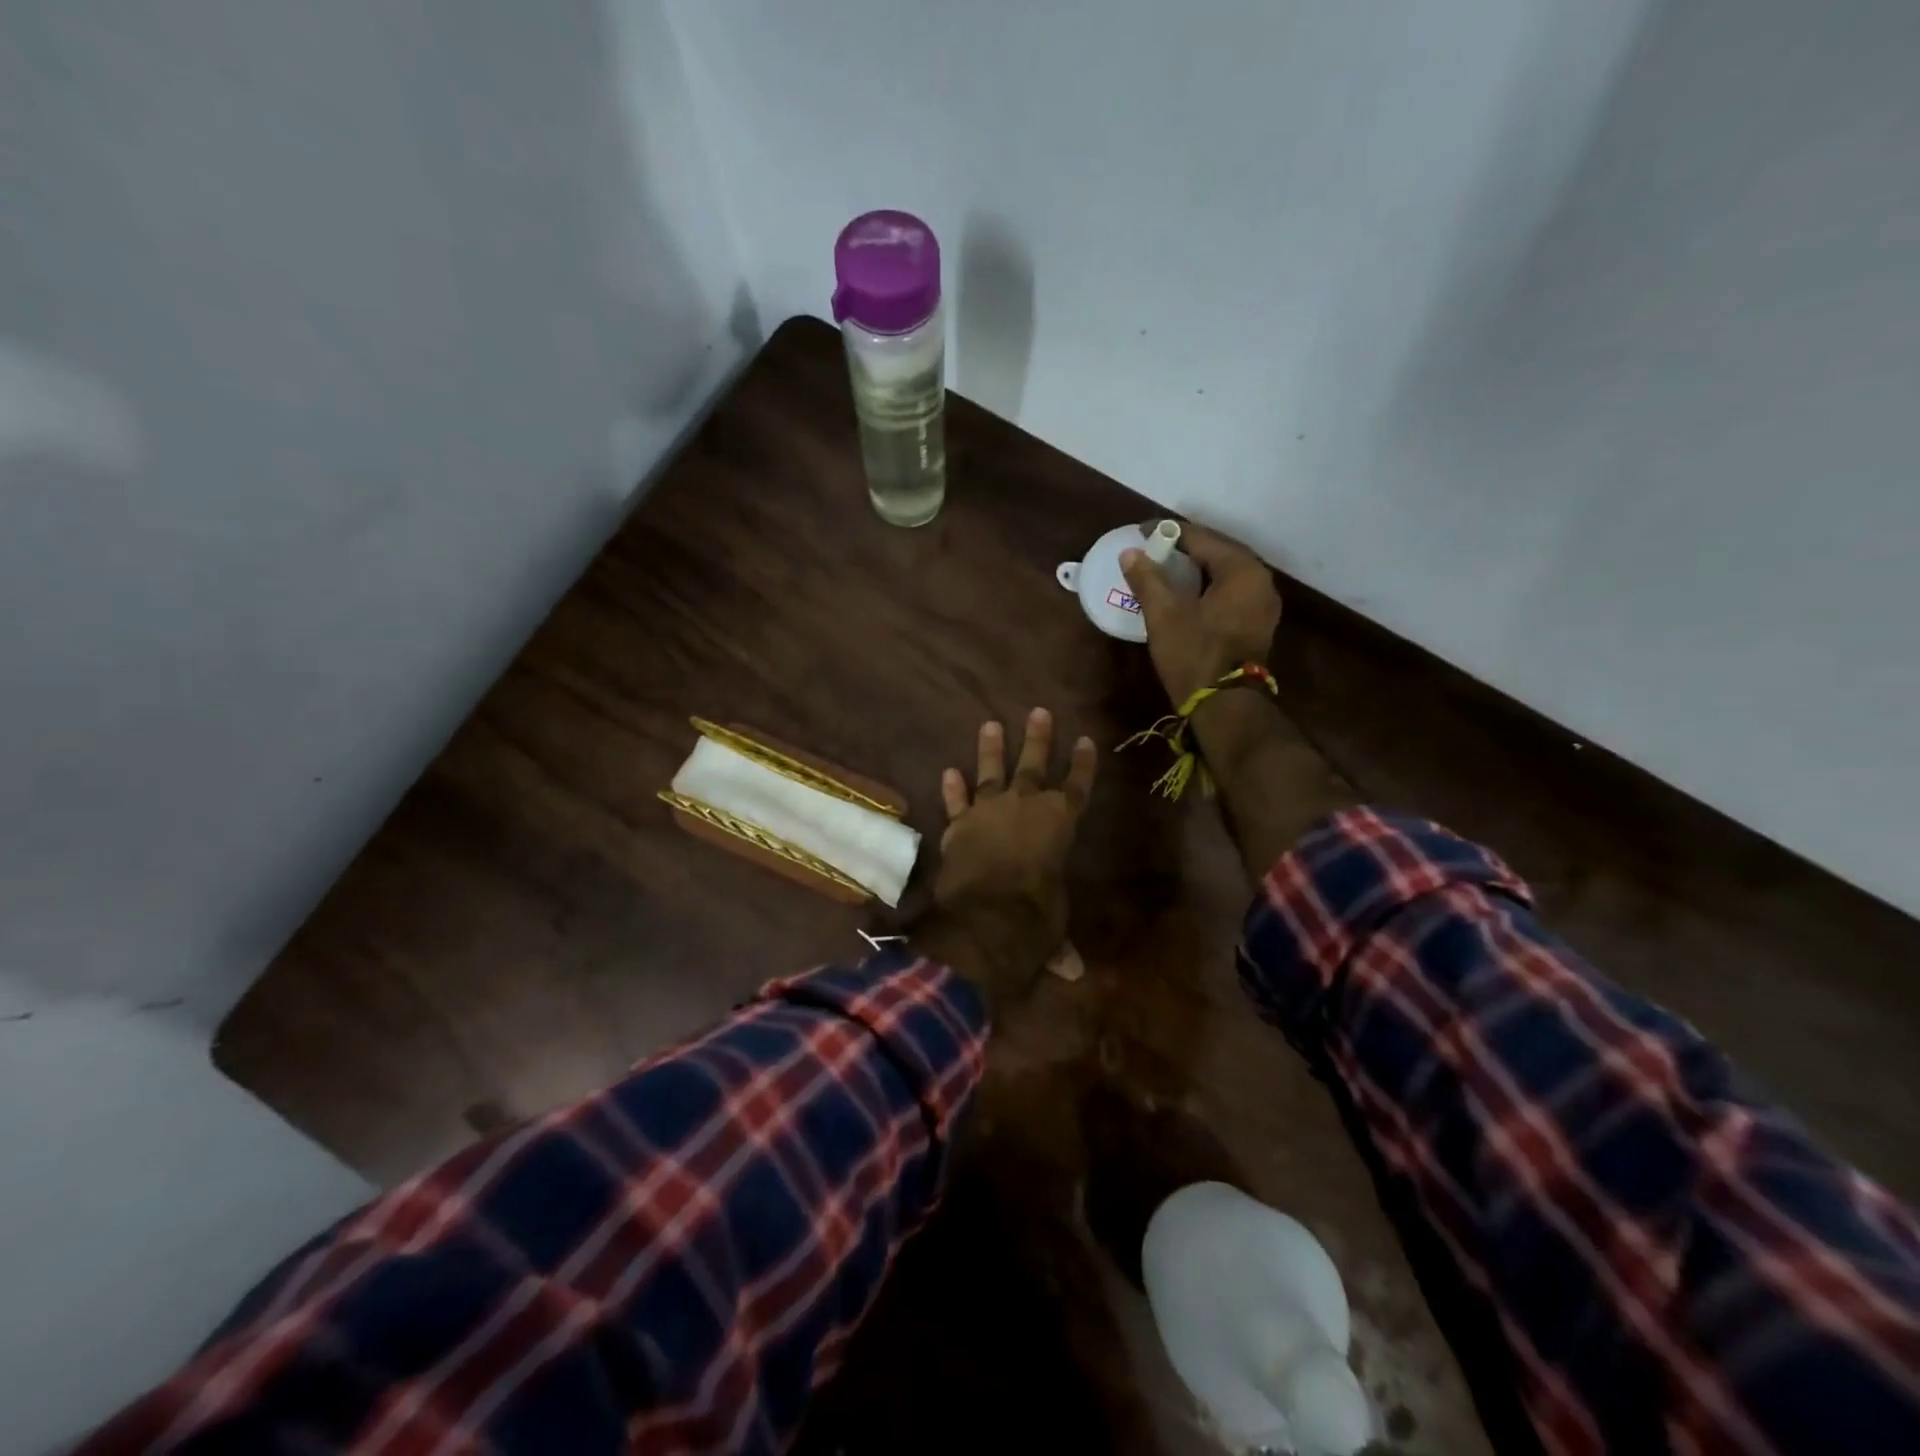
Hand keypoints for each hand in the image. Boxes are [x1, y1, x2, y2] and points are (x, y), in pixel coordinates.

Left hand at [920, 709, 1096, 1014]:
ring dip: (990, 750)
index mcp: (1060, 824)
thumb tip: (1072, 972)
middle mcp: (1026, 808)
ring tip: (989, 724)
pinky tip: (947, 771)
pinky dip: (951, 789)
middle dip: (1038, 739)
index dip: (1083, 764)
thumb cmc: (1035, 918)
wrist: (986, 918)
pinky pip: (955, 802)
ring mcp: (988, 812)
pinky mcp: (958, 825)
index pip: (1077, 787)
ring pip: (991, 772)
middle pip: (1035, 766)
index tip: (1086, 740)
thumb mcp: (1053, 925)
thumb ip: (1059, 942)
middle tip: (1039, 711)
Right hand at [1120, 523, 1281, 706]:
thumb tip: (1131, 552)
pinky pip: (1230, 591)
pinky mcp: (1257, 623)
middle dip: (1184, 548)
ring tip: (1165, 568)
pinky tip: (1186, 592)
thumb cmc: (1194, 655)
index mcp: (1241, 570)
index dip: (1169, 532)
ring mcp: (1263, 603)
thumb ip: (1147, 579)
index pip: (1201, 537)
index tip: (1141, 531)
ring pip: (1225, 573)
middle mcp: (1260, 579)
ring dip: (1197, 567)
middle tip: (1153, 547)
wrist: (1224, 706)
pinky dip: (1208, 586)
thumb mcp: (1164, 614)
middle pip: (1218, 552)